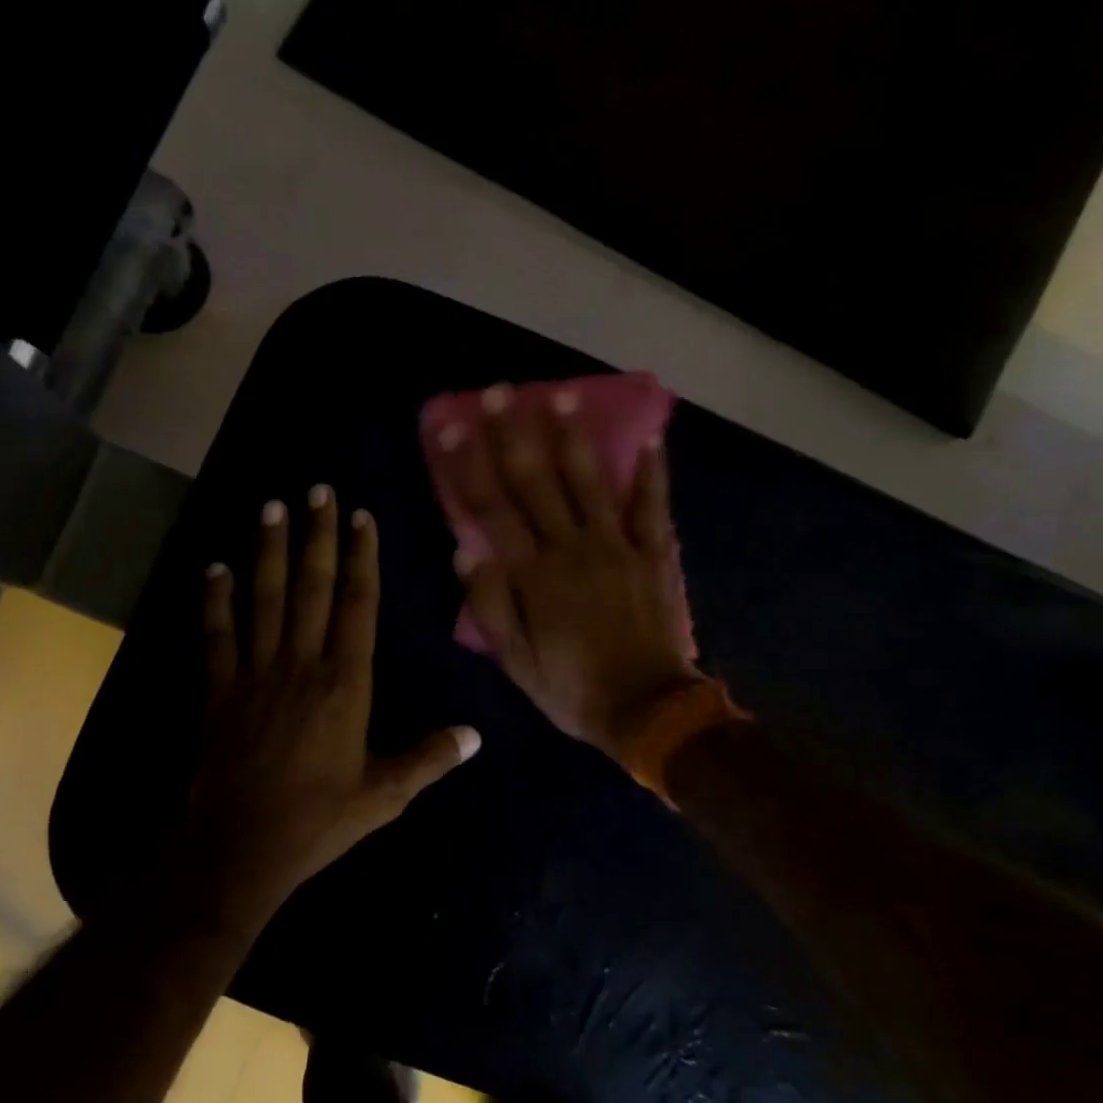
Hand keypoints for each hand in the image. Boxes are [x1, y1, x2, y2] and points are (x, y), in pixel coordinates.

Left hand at [187, 486, 480, 918]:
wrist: (242, 848)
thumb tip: (475, 735)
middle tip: (317, 490)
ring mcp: (257, 673)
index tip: (361, 517)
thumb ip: (430, 758)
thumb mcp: (385, 795)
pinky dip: (215, 600)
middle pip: (313, 587)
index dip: (361, 557)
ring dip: (269, 551)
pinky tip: (214, 568)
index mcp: (346, 684)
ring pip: (265, 599)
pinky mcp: (221, 691)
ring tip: (271, 507)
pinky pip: (217, 636)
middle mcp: (302, 664)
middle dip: (317, 536)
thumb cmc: (320, 820)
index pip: (358, 605)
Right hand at [441, 385, 700, 758]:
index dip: (468, 466)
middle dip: (513, 434)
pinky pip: (652, 507)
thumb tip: (463, 552)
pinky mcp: (652, 555)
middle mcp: (571, 548)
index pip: (491, 509)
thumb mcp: (516, 662)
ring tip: (560, 397)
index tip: (449, 427)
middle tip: (499, 392)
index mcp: (533, 575)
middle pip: (536, 482)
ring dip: (573, 438)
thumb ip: (490, 606)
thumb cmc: (572, 689)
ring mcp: (616, 547)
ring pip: (589, 482)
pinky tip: (650, 438)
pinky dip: (652, 473)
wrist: (648, 710)